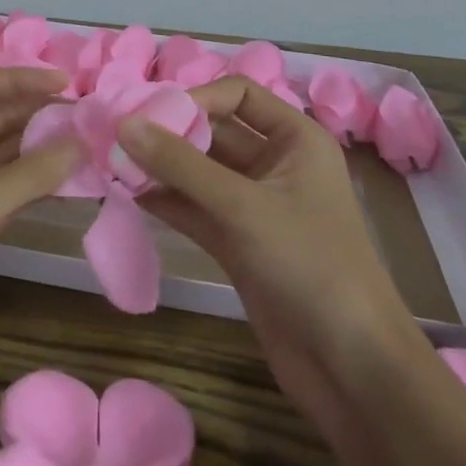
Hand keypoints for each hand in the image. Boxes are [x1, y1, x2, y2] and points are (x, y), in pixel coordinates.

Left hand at [0, 67, 78, 393]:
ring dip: (39, 145)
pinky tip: (71, 174)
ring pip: (1, 151)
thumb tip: (83, 141)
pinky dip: (35, 178)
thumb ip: (30, 172)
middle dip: (35, 111)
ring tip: (88, 135)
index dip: (21, 79)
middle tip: (88, 109)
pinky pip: (6, 184)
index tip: (68, 81)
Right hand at [119, 75, 415, 430]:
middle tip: (117, 136)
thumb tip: (123, 124)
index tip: (152, 116)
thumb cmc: (309, 266)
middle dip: (168, 132)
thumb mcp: (243, 207)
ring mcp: (254, 206)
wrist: (352, 370)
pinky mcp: (237, 243)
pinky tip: (129, 195)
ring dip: (159, 167)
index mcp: (295, 140)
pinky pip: (194, 208)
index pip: (238, 94)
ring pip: (198, 172)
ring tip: (114, 164)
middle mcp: (275, 165)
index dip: (196, 98)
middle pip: (213, 131)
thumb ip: (179, 164)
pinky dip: (165, 200)